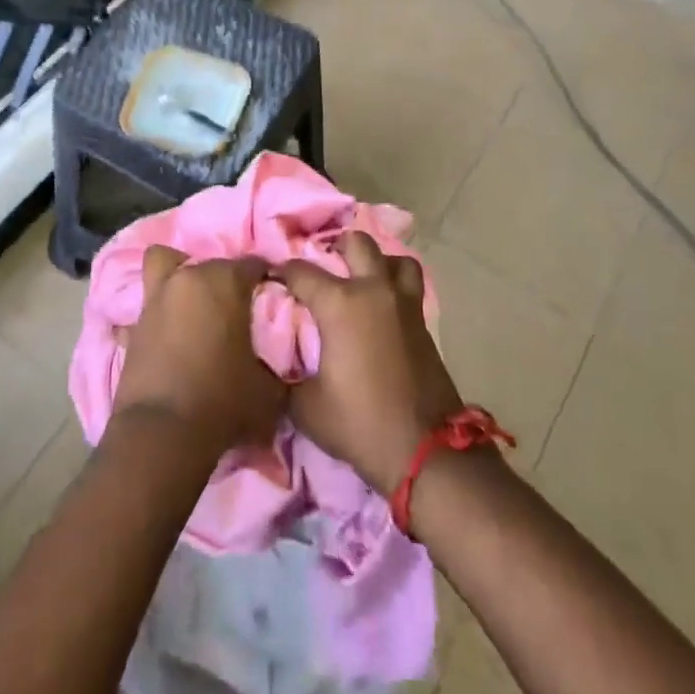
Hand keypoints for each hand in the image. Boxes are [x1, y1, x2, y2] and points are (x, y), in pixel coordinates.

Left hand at [113, 246, 284, 458]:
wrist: (162, 433)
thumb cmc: (223, 402)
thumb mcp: (269, 390)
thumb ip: (276, 364)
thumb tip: (277, 362)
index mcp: (226, 281)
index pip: (254, 264)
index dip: (266, 280)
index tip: (272, 299)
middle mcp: (189, 278)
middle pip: (212, 264)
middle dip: (225, 281)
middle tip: (235, 311)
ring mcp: (157, 297)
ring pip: (166, 264)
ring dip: (181, 276)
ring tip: (194, 305)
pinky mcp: (133, 322)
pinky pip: (149, 305)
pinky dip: (158, 313)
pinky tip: (167, 334)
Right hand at [278, 232, 465, 494]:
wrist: (424, 450)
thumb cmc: (359, 423)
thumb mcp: (305, 407)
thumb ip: (284, 376)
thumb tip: (271, 364)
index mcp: (339, 303)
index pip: (300, 271)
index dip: (280, 271)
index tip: (270, 279)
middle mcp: (372, 290)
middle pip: (356, 243)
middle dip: (336, 247)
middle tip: (323, 265)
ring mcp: (403, 303)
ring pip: (394, 259)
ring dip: (377, 262)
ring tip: (362, 278)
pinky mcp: (423, 321)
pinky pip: (409, 286)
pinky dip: (396, 285)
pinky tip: (383, 306)